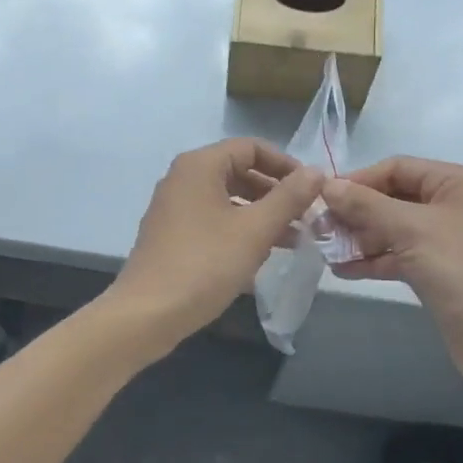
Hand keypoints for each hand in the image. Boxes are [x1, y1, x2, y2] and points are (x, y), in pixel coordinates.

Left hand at [107, 139, 321, 359]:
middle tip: (306, 216)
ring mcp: (174, 206)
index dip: (285, 164)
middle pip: (239, 171)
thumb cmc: (204, 264)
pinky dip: (239, 228)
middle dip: (275, 192)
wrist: (146, 314)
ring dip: (260, 213)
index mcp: (200, 165)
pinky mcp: (172, 233)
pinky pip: (213, 218)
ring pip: (228, 197)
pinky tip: (261, 253)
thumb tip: (317, 171)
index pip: (251, 147)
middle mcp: (183, 177)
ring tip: (293, 238)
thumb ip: (288, 198)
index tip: (311, 190)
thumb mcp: (255, 230)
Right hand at [321, 158, 462, 402]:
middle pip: (393, 198)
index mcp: (455, 183)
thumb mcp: (413, 230)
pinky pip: (399, 257)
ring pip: (393, 229)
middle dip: (356, 212)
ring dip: (360, 238)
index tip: (322, 198)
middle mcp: (451, 206)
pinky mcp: (439, 273)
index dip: (359, 180)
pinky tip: (343, 270)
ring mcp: (446, 242)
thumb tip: (327, 184)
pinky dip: (373, 260)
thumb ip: (367, 205)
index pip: (397, 168)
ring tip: (324, 250)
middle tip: (318, 228)